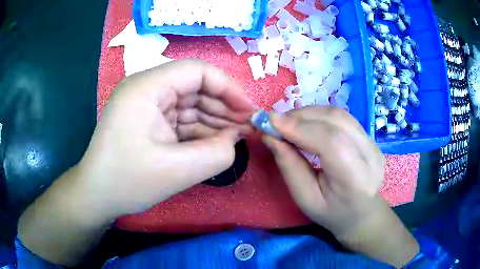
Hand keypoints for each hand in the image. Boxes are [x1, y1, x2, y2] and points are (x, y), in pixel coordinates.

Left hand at [81, 59, 253, 218]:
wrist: (97, 196)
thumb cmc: (128, 181)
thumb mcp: (177, 171)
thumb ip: (217, 154)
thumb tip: (235, 139)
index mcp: (147, 87)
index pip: (197, 71)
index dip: (228, 88)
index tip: (249, 111)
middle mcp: (146, 89)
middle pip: (194, 87)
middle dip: (224, 107)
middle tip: (248, 128)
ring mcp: (146, 105)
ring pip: (189, 105)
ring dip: (214, 120)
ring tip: (238, 136)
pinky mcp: (148, 121)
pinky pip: (180, 120)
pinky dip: (199, 131)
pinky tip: (216, 142)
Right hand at [262, 106, 418, 266]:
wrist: (362, 213)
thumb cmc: (331, 213)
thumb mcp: (305, 198)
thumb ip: (289, 166)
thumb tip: (270, 135)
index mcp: (355, 178)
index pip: (330, 141)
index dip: (299, 127)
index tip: (270, 122)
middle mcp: (370, 155)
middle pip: (335, 120)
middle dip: (300, 117)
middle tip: (275, 122)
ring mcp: (373, 143)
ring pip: (338, 114)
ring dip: (308, 113)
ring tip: (288, 122)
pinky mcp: (370, 137)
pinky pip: (342, 117)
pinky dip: (319, 115)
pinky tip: (306, 123)